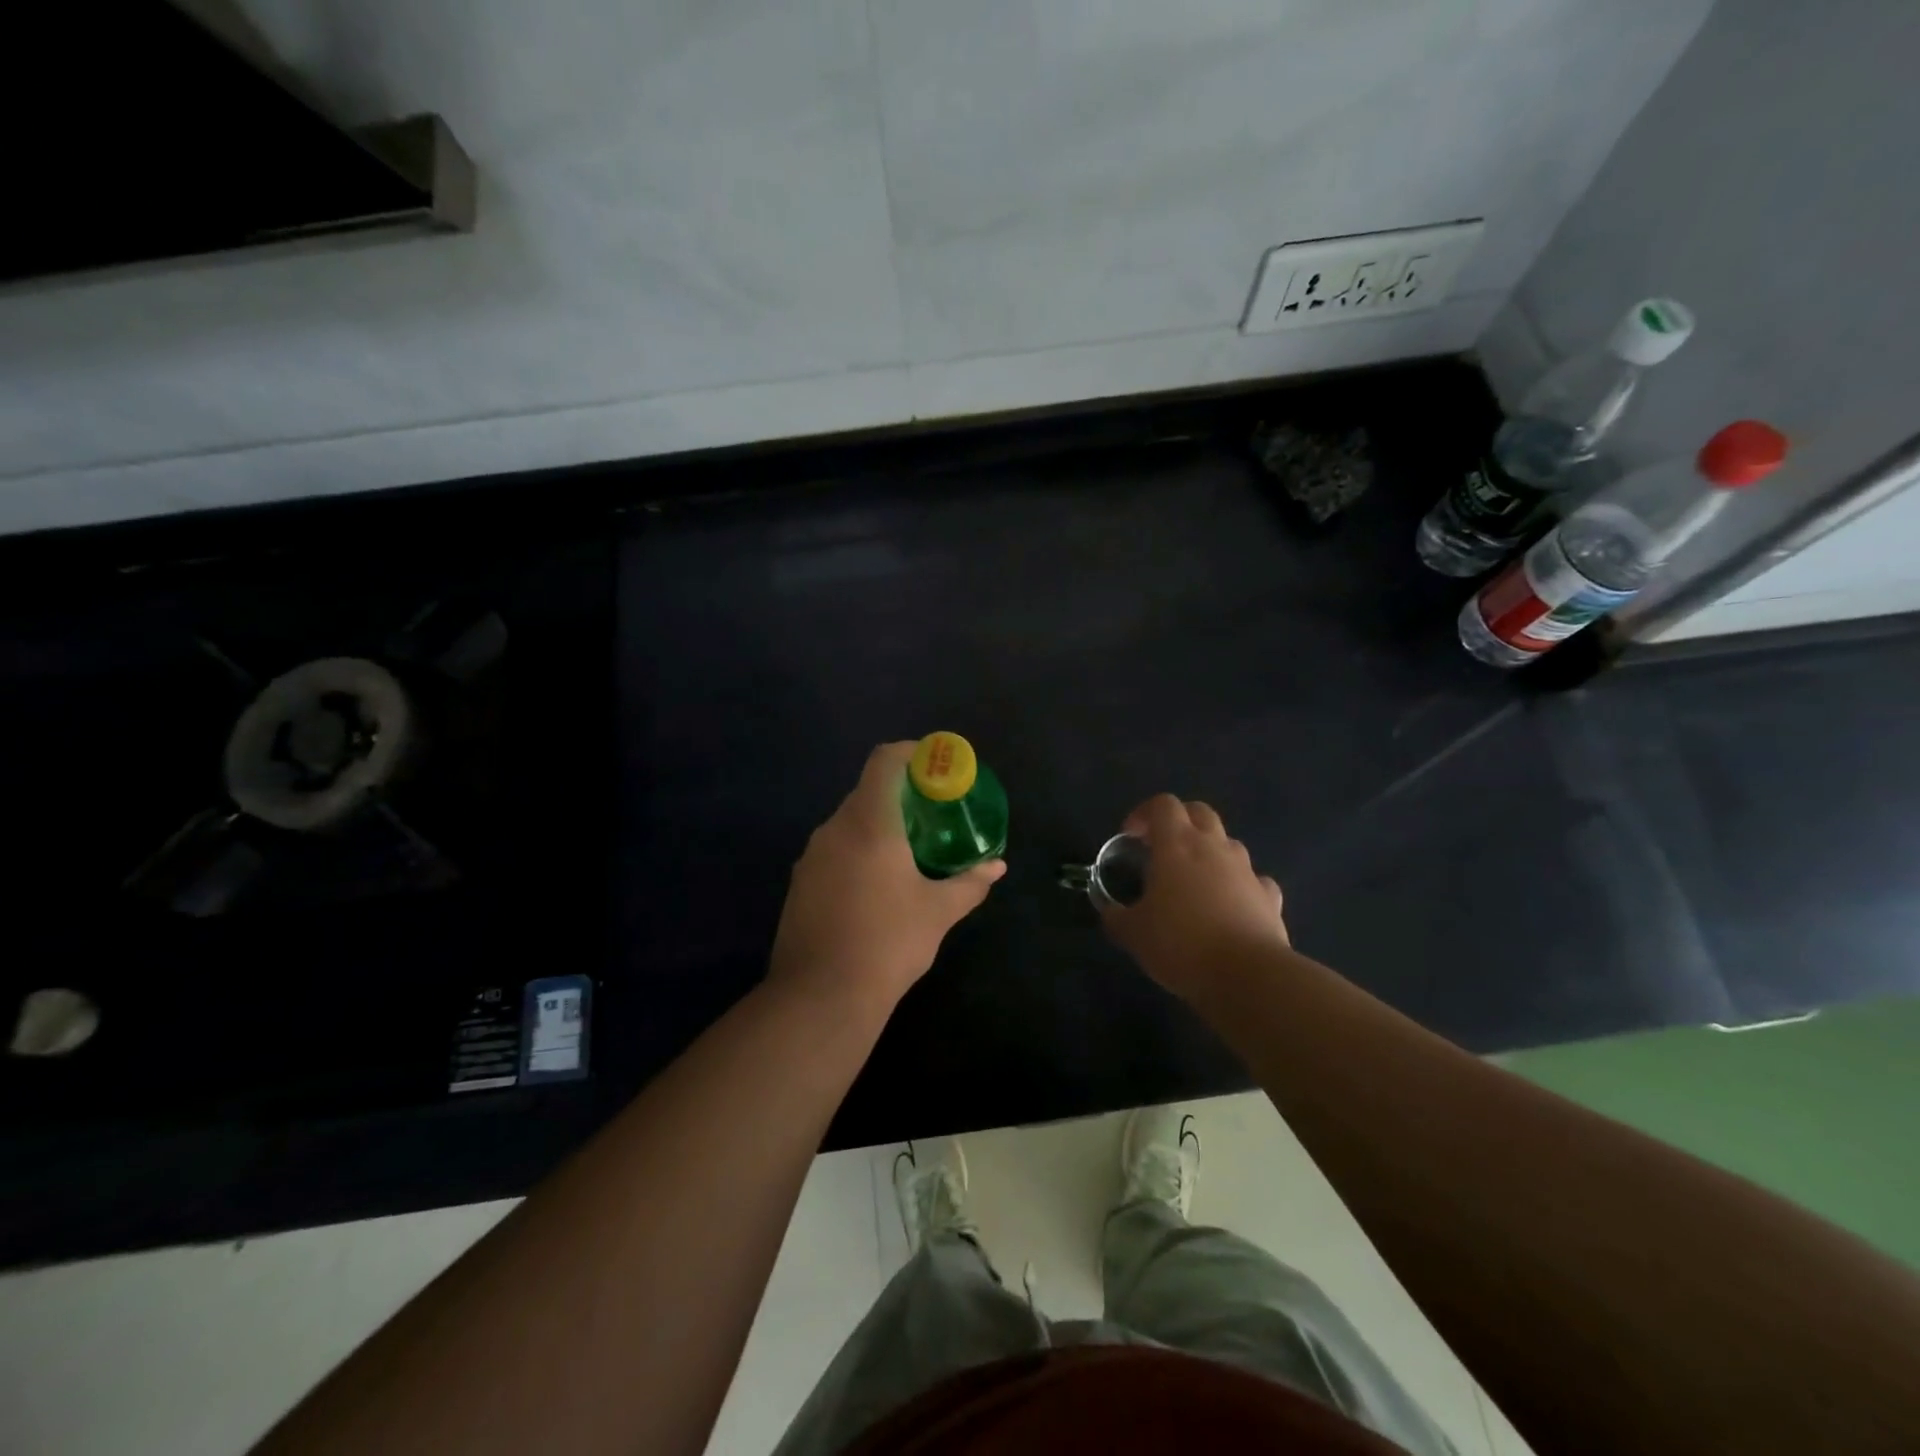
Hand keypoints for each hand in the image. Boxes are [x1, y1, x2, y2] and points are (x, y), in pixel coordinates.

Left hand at [769, 742, 1005, 1015]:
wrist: (820, 997)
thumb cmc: (888, 943)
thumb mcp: (939, 912)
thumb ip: (970, 883)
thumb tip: (996, 866)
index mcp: (869, 823)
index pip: (885, 761)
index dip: (911, 753)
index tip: (935, 766)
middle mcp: (834, 829)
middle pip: (867, 792)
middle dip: (900, 796)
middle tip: (932, 816)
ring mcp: (811, 856)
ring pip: (848, 824)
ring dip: (878, 827)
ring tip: (908, 854)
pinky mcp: (799, 883)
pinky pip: (834, 851)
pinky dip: (857, 852)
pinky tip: (876, 887)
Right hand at [1100, 794, 1287, 997]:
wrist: (1247, 975)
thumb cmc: (1180, 944)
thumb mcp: (1133, 934)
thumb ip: (1117, 917)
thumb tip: (1110, 912)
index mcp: (1177, 845)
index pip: (1163, 805)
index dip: (1144, 813)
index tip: (1131, 837)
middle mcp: (1214, 847)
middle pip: (1200, 812)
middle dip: (1180, 822)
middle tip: (1162, 848)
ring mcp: (1246, 870)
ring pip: (1228, 843)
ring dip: (1210, 852)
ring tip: (1194, 881)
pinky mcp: (1269, 897)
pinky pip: (1254, 880)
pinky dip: (1240, 885)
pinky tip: (1231, 906)